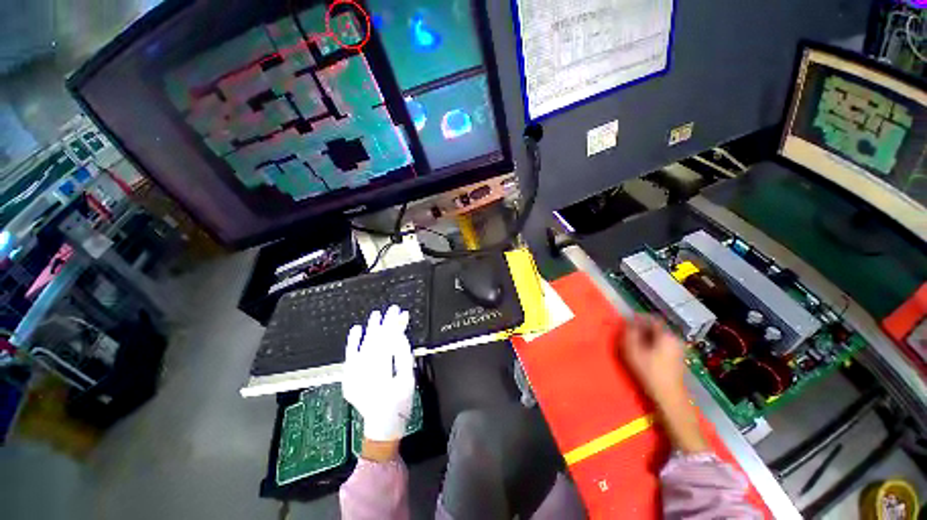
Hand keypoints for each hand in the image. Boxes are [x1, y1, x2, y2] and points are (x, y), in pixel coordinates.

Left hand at [342, 306, 415, 454]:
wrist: (382, 426)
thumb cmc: (400, 404)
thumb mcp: (408, 379)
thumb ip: (403, 355)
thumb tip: (399, 334)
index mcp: (382, 375)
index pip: (388, 342)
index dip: (394, 325)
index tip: (399, 312)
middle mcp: (364, 374)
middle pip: (375, 342)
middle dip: (384, 324)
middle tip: (391, 309)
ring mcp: (353, 377)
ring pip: (363, 347)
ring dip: (370, 330)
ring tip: (376, 315)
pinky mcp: (348, 379)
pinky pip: (350, 357)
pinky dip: (352, 343)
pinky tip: (356, 330)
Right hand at [619, 314, 706, 452]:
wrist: (668, 397)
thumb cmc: (649, 371)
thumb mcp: (633, 350)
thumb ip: (629, 333)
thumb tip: (627, 323)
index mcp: (666, 335)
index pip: (651, 319)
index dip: (637, 318)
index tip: (625, 321)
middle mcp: (675, 339)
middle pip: (655, 328)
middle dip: (640, 328)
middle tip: (627, 332)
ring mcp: (678, 350)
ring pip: (658, 337)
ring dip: (645, 337)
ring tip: (632, 343)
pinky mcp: (677, 359)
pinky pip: (662, 345)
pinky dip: (651, 345)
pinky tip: (643, 352)